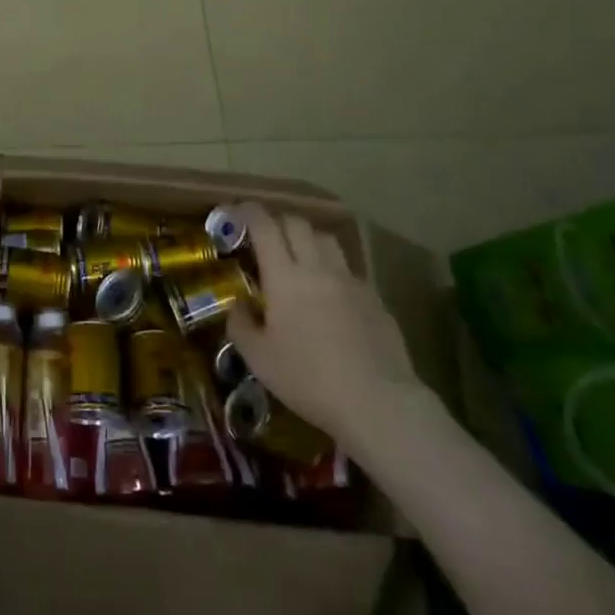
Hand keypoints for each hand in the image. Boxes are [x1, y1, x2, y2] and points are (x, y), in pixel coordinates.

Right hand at [226, 203, 429, 456]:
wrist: (378, 402)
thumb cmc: (308, 380)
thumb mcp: (259, 359)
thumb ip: (240, 326)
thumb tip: (236, 305)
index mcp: (284, 276)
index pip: (264, 226)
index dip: (249, 212)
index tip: (238, 211)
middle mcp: (318, 268)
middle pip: (298, 224)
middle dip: (278, 222)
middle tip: (266, 237)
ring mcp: (350, 281)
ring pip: (327, 240)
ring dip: (308, 240)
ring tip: (300, 258)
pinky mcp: (375, 299)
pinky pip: (349, 269)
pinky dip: (333, 269)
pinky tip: (331, 294)